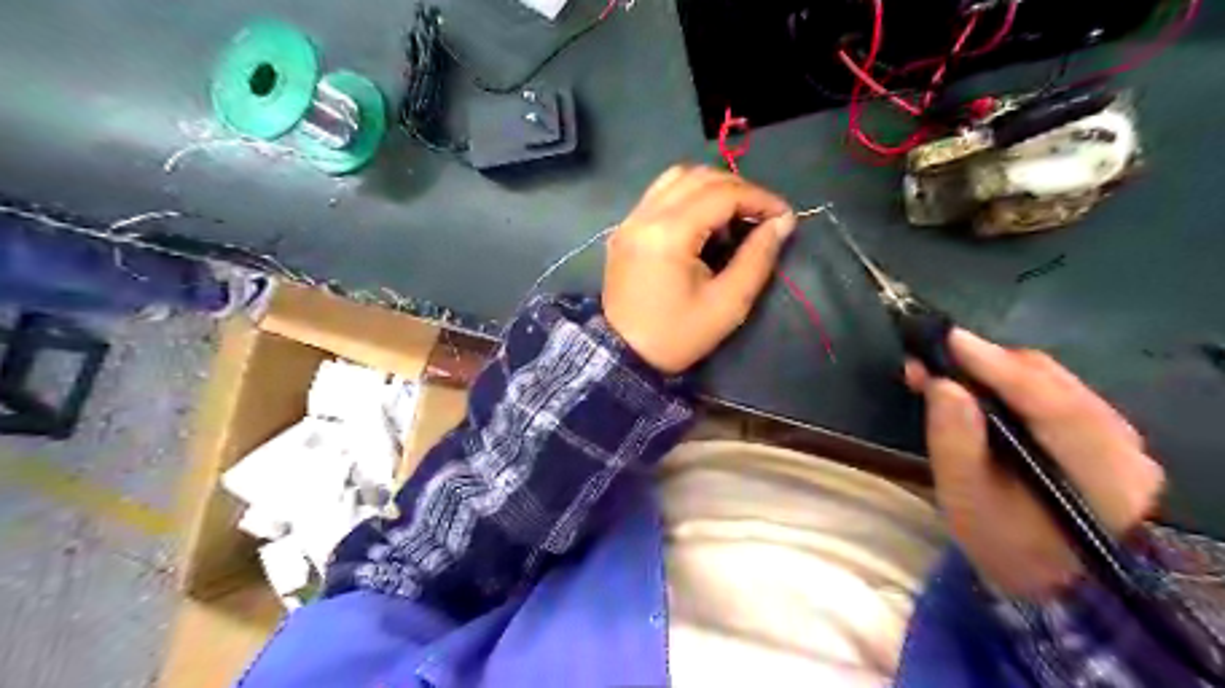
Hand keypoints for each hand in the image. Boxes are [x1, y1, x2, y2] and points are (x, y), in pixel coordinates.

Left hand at [603, 164, 794, 374]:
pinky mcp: (624, 229)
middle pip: (699, 177)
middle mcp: (645, 215)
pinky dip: (688, 195)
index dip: (760, 198)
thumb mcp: (728, 304)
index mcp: (669, 234)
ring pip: (677, 178)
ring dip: (712, 187)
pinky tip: (703, 221)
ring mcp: (630, 219)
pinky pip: (660, 194)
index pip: (722, 193)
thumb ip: (757, 258)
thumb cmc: (677, 336)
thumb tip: (782, 222)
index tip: (784, 217)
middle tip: (762, 216)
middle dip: (739, 189)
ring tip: (734, 215)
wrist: (624, 355)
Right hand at [902, 327, 1161, 595]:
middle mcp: (1121, 442)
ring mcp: (1119, 437)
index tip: (947, 339)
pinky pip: (1054, 393)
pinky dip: (1010, 384)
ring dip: (993, 371)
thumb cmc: (1008, 547)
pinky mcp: (1104, 435)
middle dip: (985, 363)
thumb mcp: (969, 501)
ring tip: (944, 373)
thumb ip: (955, 441)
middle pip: (1050, 380)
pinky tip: (977, 388)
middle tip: (929, 362)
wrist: (1061, 586)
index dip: (994, 364)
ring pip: (1052, 381)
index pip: (1047, 399)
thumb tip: (942, 384)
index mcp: (1097, 468)